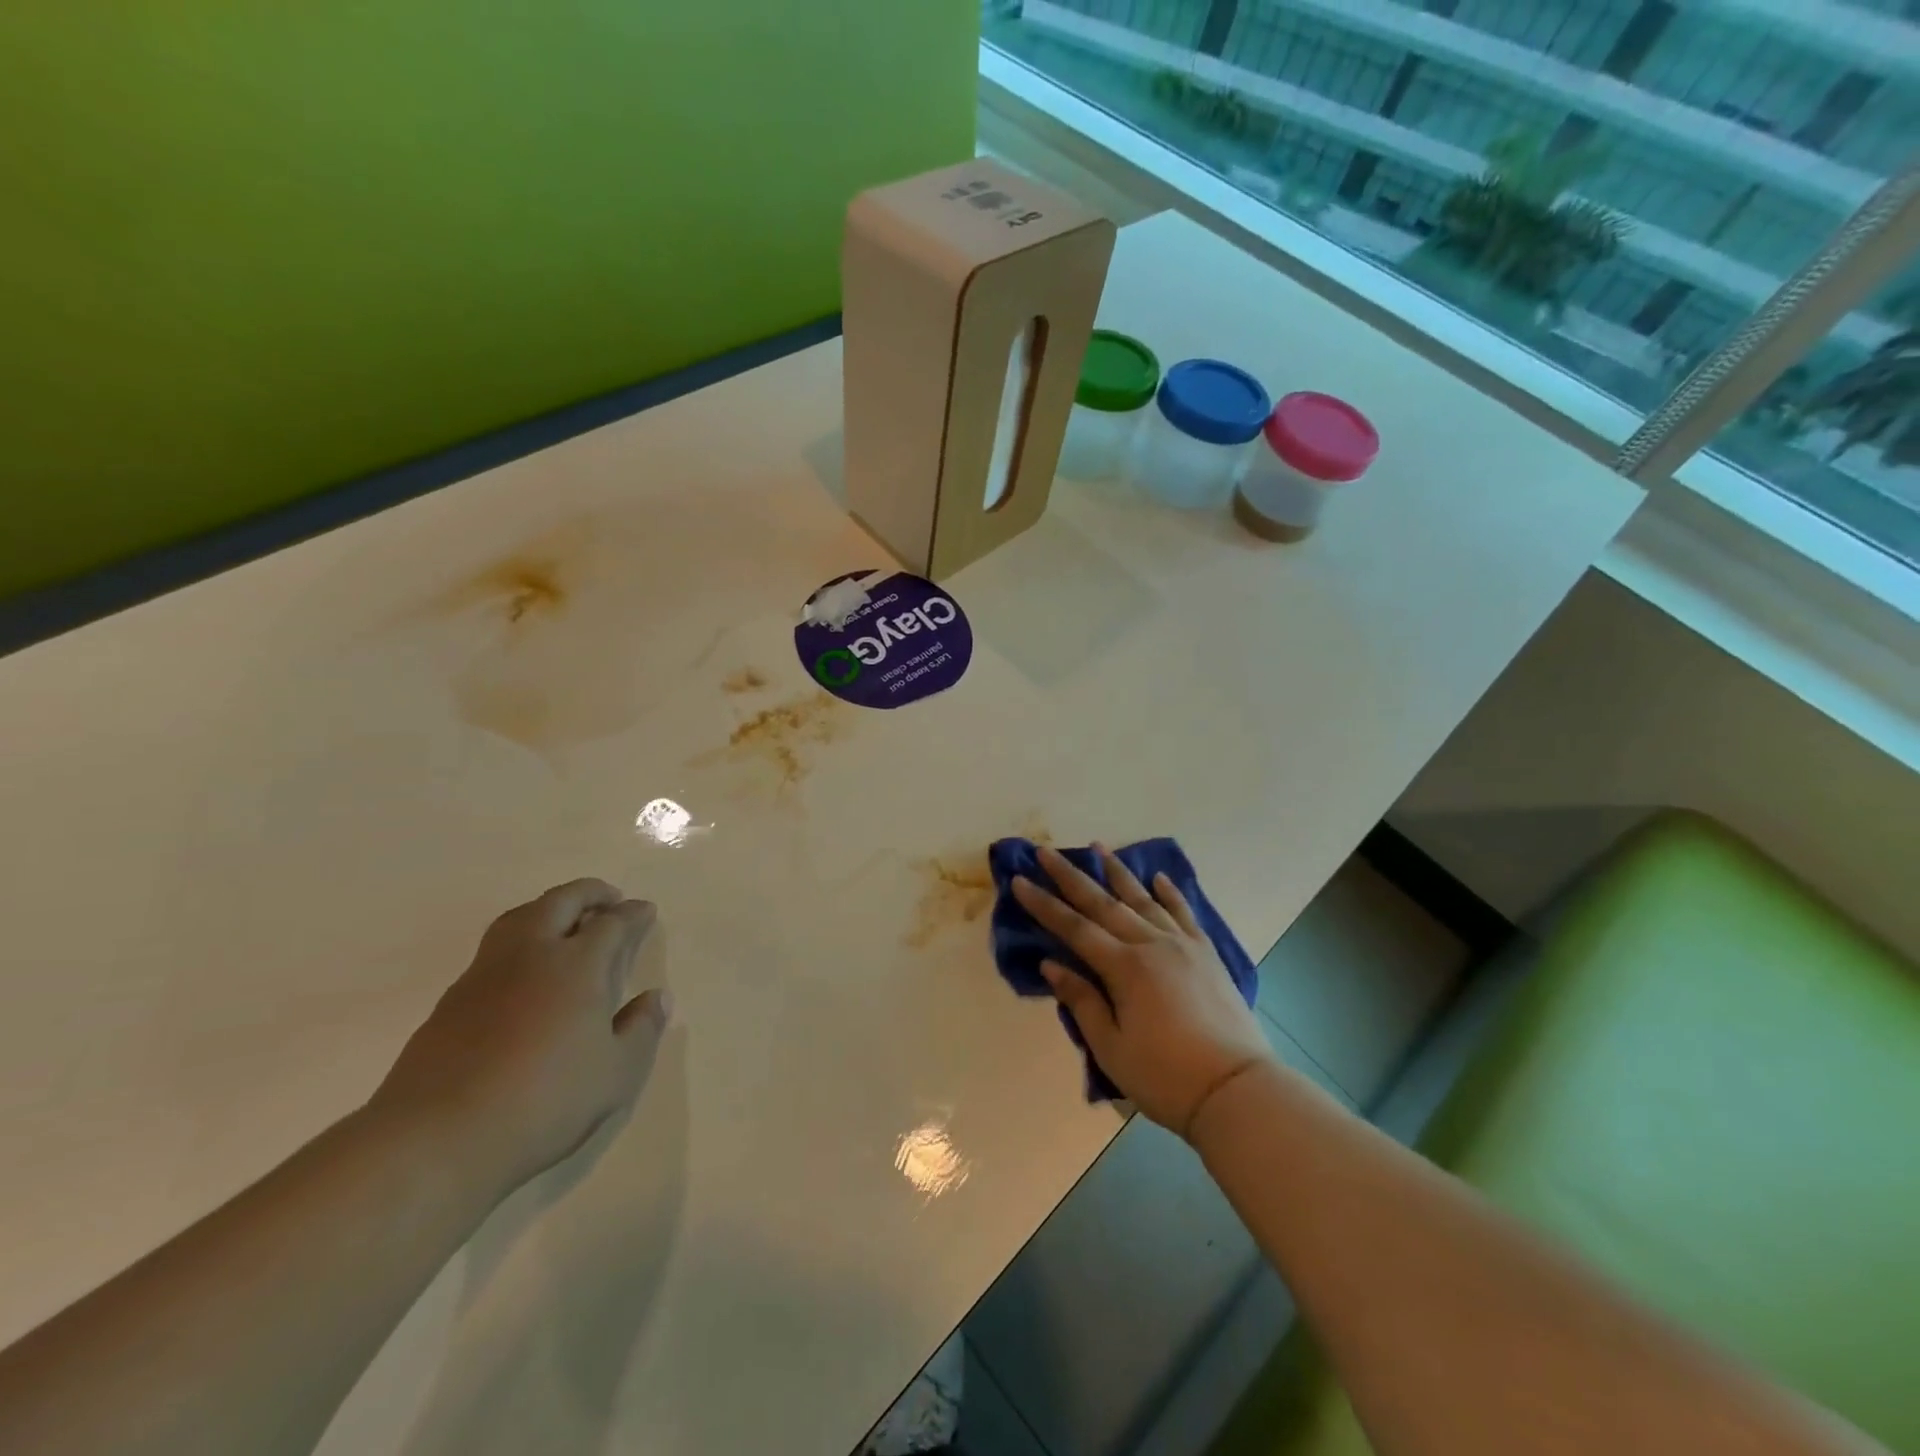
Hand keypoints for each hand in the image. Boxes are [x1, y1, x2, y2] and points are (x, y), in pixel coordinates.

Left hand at [372, 879, 671, 1199]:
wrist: (436, 1138)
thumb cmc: (544, 1101)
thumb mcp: (616, 1074)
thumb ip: (641, 1029)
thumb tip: (656, 997)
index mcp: (578, 965)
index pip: (612, 923)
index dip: (633, 914)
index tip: (646, 911)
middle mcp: (532, 955)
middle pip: (561, 902)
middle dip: (589, 893)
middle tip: (608, 899)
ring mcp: (485, 974)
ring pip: (520, 917)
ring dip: (549, 908)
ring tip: (566, 922)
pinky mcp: (451, 1001)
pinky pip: (494, 950)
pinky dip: (520, 942)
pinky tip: (525, 971)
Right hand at [1014, 845, 1272, 1139]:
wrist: (1237, 1089)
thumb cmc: (1165, 1077)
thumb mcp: (1111, 1048)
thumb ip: (1082, 1001)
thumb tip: (1050, 964)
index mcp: (1124, 968)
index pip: (1074, 928)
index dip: (1044, 905)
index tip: (1020, 881)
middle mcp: (1151, 944)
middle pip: (1103, 903)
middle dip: (1070, 876)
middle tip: (1046, 852)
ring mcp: (1183, 944)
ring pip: (1143, 899)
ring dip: (1117, 872)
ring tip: (1098, 847)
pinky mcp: (1208, 954)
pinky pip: (1184, 913)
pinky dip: (1170, 892)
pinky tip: (1159, 877)